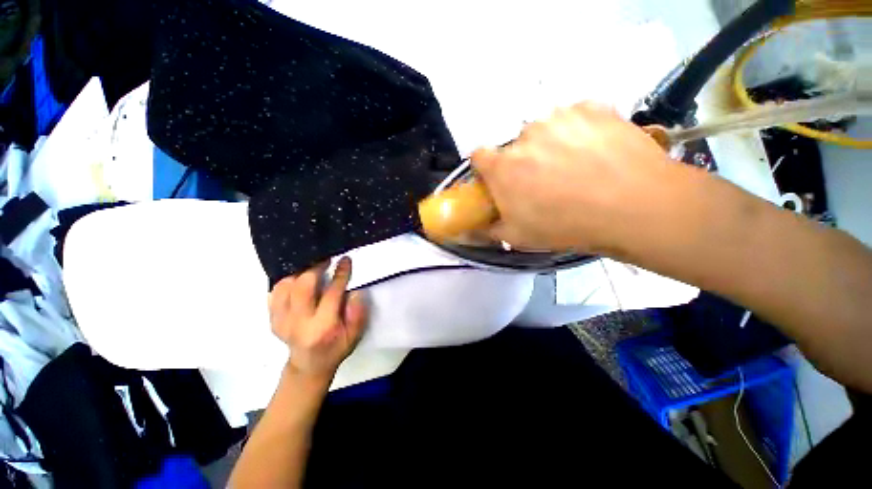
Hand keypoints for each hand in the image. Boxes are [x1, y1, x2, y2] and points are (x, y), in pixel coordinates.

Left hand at [269, 257, 367, 377]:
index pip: (332, 293)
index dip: (340, 274)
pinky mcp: (272, 319)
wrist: (309, 365)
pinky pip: (274, 293)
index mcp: (322, 327)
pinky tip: (297, 278)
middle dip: (315, 268)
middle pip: (302, 286)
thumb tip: (354, 291)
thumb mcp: (355, 335)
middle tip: (326, 260)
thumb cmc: (336, 347)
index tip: (345, 260)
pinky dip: (285, 281)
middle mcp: (298, 323)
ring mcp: (281, 321)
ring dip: (299, 273)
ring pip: (284, 287)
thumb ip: (358, 312)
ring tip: (311, 267)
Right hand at [471, 102, 686, 254]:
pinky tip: (595, 151)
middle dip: (523, 163)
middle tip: (544, 182)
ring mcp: (560, 117)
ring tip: (575, 167)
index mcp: (503, 166)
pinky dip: (578, 132)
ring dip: (551, 146)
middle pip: (515, 147)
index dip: (486, 168)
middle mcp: (525, 135)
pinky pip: (574, 119)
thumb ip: (488, 228)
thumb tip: (471, 227)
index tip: (498, 180)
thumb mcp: (518, 237)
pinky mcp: (591, 107)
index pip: (478, 156)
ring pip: (544, 131)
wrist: (635, 208)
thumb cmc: (567, 226)